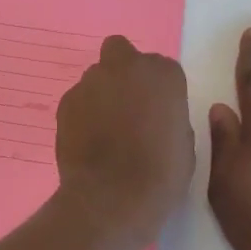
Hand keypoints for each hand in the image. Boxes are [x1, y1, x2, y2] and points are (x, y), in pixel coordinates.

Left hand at [55, 35, 194, 246]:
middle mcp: (126, 67)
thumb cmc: (161, 174)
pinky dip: (82, 112)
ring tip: (105, 128)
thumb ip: (169, 116)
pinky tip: (87, 139)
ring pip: (96, 75)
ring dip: (101, 92)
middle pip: (121, 52)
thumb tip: (155, 115)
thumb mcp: (184, 143)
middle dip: (124, 71)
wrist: (112, 197)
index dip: (159, 90)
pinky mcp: (66, 101)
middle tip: (127, 104)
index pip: (162, 68)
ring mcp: (91, 81)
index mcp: (162, 74)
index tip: (158, 112)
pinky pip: (78, 99)